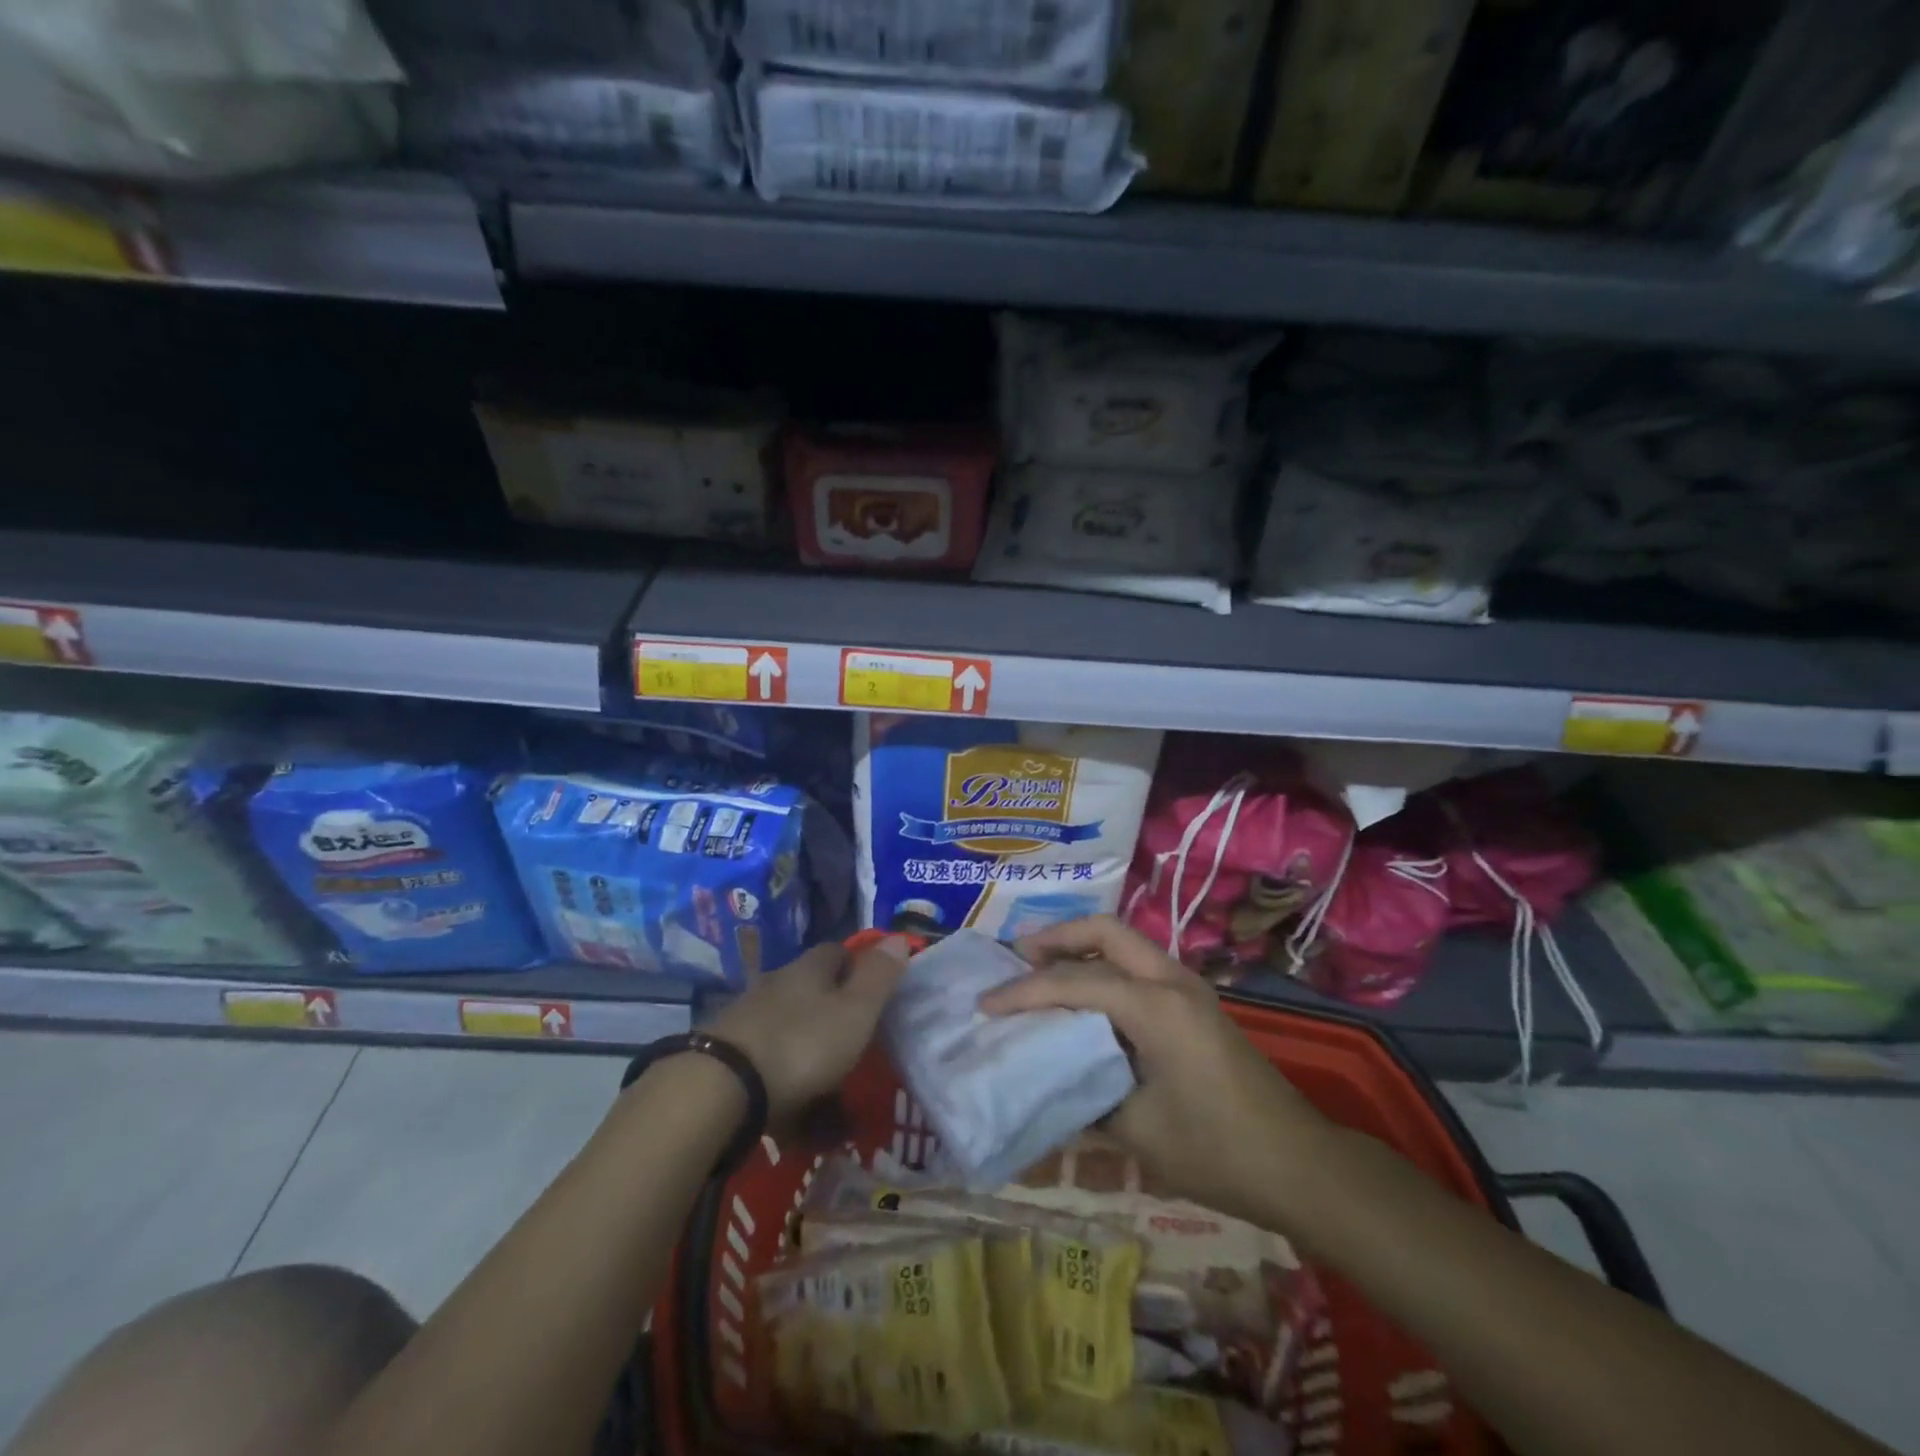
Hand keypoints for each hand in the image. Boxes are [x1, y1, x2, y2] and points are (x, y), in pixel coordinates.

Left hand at [708, 935, 911, 1120]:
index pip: (837, 952)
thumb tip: (899, 936)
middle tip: (860, 1048)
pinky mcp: (729, 1062)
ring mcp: (749, 1024)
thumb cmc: (801, 1044)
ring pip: (792, 1036)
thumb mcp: (855, 1011)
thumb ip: (879, 977)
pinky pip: (770, 1073)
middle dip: (835, 1018)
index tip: (876, 990)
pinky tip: (803, 1126)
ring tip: (838, 1105)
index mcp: (808, 970)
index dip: (858, 966)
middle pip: (812, 994)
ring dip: (814, 1062)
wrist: (719, 1090)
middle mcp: (776, 988)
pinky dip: (790, 1094)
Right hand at [980, 916, 1331, 1223]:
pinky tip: (1083, 997)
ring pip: (1123, 942)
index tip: (984, 1004)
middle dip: (1056, 937)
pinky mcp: (1195, 1003)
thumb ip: (1084, 1094)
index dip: (1024, 991)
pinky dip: (1103, 967)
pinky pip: (1138, 965)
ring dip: (1080, 948)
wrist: (1300, 1164)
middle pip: (1104, 931)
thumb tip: (1045, 1080)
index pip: (1074, 982)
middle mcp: (1171, 980)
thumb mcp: (1137, 1131)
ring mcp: (1188, 987)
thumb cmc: (1216, 1150)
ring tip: (1040, 970)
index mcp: (1156, 1006)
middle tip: (1016, 957)